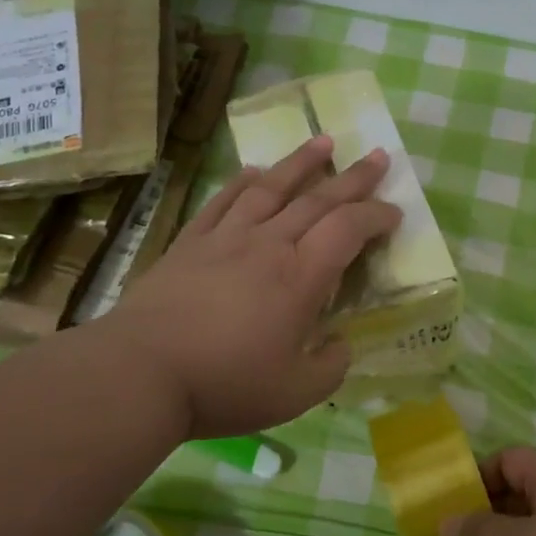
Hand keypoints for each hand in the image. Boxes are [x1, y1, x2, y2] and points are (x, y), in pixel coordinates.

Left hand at [108, 135, 401, 439]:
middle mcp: (269, 245)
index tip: (394, 212)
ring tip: (323, 142)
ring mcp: (227, 239)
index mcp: (301, 278)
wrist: (140, 373)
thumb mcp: (296, 393)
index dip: (376, 216)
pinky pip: (223, 202)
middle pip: (318, 199)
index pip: (348, 230)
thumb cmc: (225, 384)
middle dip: (353, 178)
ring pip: (272, 188)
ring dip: (301, 162)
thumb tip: (340, 344)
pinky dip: (243, 182)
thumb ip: (331, 366)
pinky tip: (254, 171)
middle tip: (377, 157)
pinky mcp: (191, 243)